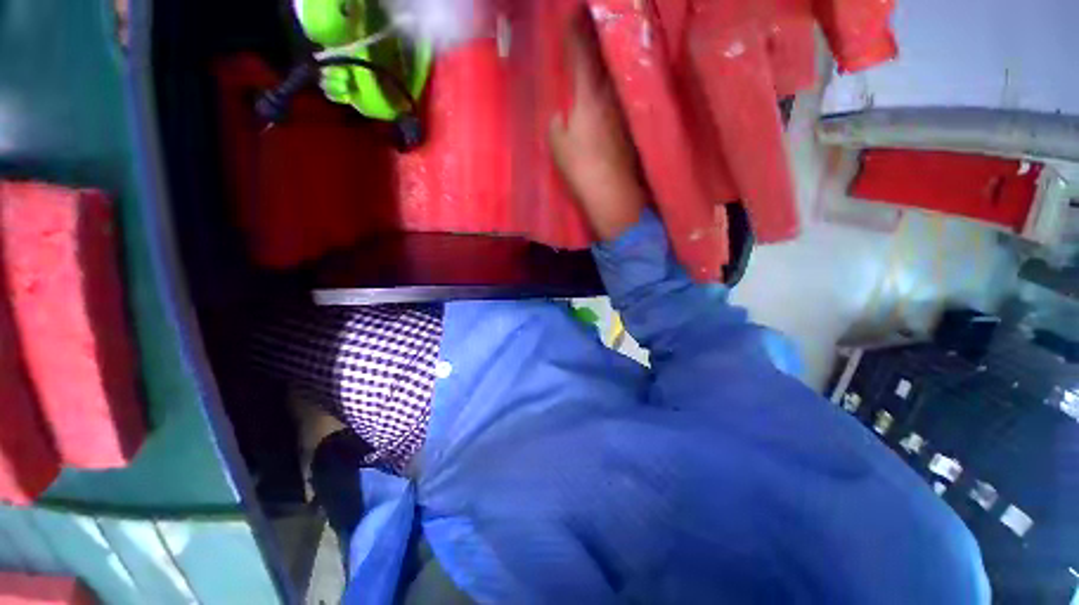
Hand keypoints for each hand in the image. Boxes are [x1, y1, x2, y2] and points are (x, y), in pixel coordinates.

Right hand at [549, 11, 647, 241]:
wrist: (612, 194)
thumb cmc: (581, 169)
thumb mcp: (557, 146)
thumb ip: (556, 124)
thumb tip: (561, 116)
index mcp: (588, 95)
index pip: (581, 53)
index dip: (575, 31)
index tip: (572, 13)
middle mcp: (610, 95)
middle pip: (603, 57)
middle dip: (594, 38)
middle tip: (586, 24)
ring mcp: (623, 109)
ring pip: (613, 75)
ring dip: (605, 60)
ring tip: (597, 51)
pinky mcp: (630, 125)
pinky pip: (619, 95)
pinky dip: (612, 86)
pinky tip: (607, 89)